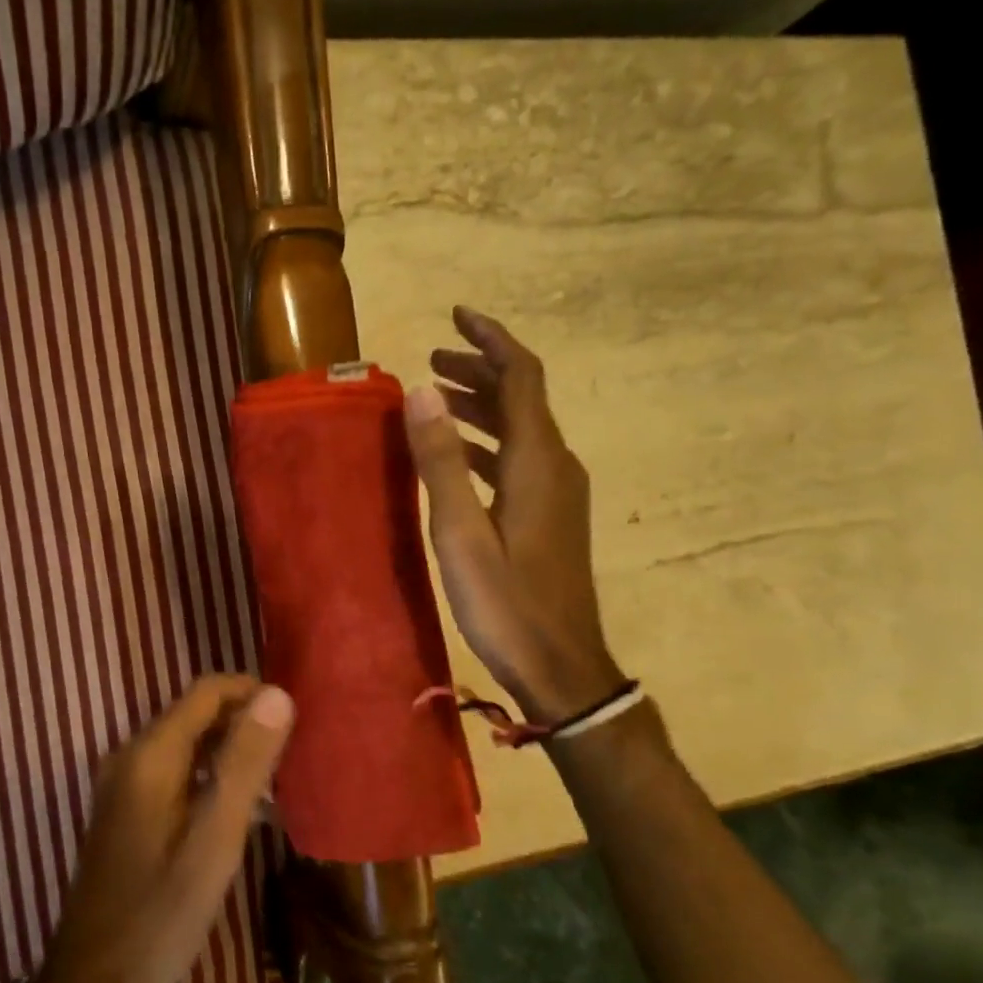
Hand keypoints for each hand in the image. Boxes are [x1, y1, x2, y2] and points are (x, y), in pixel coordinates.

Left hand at [31, 677, 293, 982]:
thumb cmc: (160, 915)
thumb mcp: (214, 839)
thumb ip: (245, 763)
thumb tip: (278, 694)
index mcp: (150, 753)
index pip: (207, 691)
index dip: (253, 692)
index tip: (297, 715)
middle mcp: (131, 755)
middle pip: (196, 713)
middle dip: (246, 721)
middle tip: (295, 750)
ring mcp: (124, 784)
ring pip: (188, 743)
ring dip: (231, 750)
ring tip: (279, 778)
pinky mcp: (126, 810)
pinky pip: (176, 771)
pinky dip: (211, 775)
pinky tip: (242, 807)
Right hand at [404, 306, 625, 722]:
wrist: (562, 667)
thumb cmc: (507, 603)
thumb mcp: (462, 533)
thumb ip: (442, 460)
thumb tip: (420, 390)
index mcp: (536, 461)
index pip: (520, 375)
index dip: (490, 339)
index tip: (456, 315)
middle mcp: (554, 465)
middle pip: (522, 397)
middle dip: (479, 369)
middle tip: (432, 359)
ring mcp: (557, 492)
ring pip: (519, 429)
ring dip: (480, 405)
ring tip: (436, 397)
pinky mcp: (550, 516)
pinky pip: (517, 458)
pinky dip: (485, 442)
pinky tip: (456, 457)